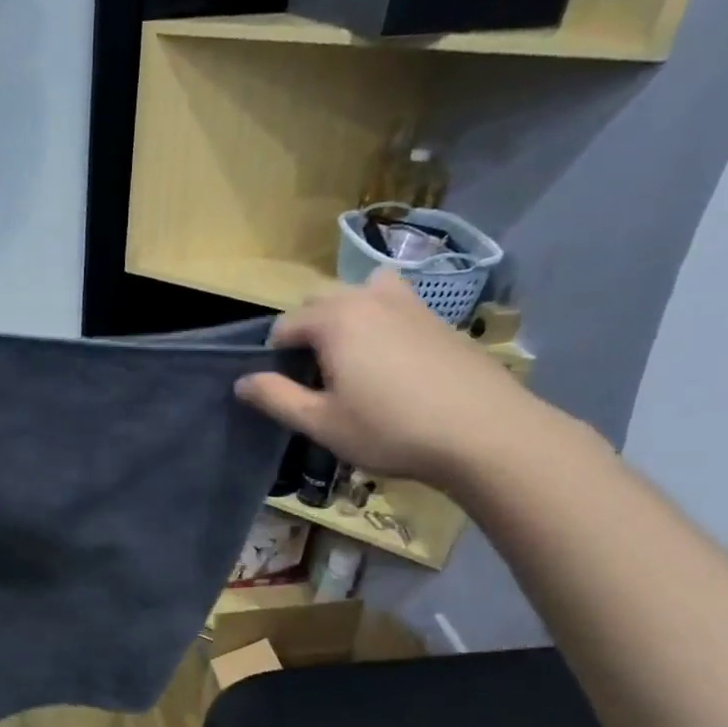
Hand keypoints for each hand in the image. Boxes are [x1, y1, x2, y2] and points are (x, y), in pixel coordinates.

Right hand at [235, 271, 541, 488]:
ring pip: (362, 293)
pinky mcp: (440, 320)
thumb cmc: (390, 429)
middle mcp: (370, 298)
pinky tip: (392, 364)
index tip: (284, 389)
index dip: (274, 357)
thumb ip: (276, 398)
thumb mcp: (321, 422)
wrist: (485, 432)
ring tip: (351, 357)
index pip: (285, 325)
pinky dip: (381, 322)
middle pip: (321, 301)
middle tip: (314, 376)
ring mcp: (411, 304)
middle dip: (307, 330)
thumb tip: (242, 381)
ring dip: (346, 316)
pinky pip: (396, 306)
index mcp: (335, 320)